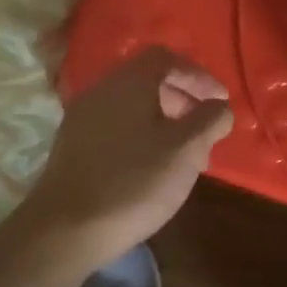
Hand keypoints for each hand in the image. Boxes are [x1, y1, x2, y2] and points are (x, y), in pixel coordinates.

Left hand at [17, 47, 234, 274]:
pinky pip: (115, 127)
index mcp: (128, 82)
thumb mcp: (186, 150)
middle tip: (205, 129)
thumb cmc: (134, 182)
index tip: (220, 101)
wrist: (66, 228)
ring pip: (131, 107)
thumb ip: (209, 120)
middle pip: (148, 80)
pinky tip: (151, 168)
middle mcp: (102, 90)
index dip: (198, 75)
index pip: (166, 58)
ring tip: (184, 155)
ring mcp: (82, 118)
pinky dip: (140, 136)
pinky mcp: (73, 145)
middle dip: (183, 100)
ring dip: (163, 122)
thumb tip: (219, 106)